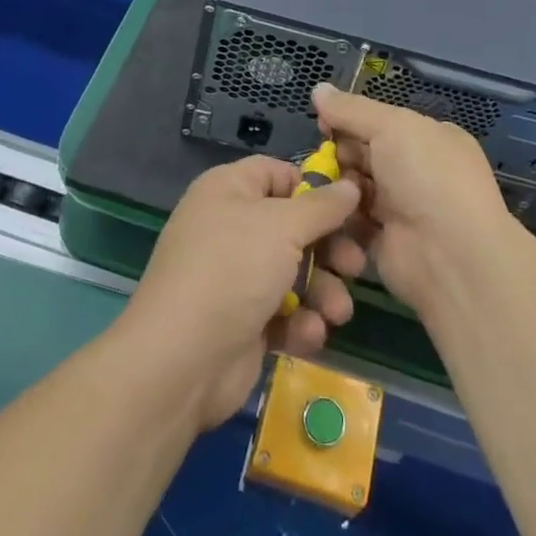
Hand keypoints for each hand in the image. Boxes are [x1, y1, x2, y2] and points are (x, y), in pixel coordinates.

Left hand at [120, 156, 362, 430]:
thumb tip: (350, 186)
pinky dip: (300, 322)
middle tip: (355, 266)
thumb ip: (322, 207)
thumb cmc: (232, 270)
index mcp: (229, 190)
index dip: (313, 188)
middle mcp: (230, 227)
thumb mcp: (283, 226)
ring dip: (322, 291)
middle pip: (293, 226)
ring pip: (293, 273)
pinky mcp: (242, 322)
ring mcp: (235, 277)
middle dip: (328, 249)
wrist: (180, 361)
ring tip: (338, 312)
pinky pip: (282, 312)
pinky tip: (309, 335)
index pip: (277, 174)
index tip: (348, 208)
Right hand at [314, 83, 513, 318]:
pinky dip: (338, 216)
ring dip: (337, 186)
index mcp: (427, 138)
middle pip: (364, 153)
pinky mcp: (383, 242)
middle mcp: (416, 171)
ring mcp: (401, 208)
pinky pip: (351, 221)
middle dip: (339, 154)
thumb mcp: (392, 126)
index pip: (380, 122)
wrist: (450, 256)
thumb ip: (351, 109)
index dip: (349, 120)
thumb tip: (318, 88)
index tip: (322, 124)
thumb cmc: (426, 177)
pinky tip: (323, 212)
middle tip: (321, 160)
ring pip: (354, 187)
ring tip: (320, 188)